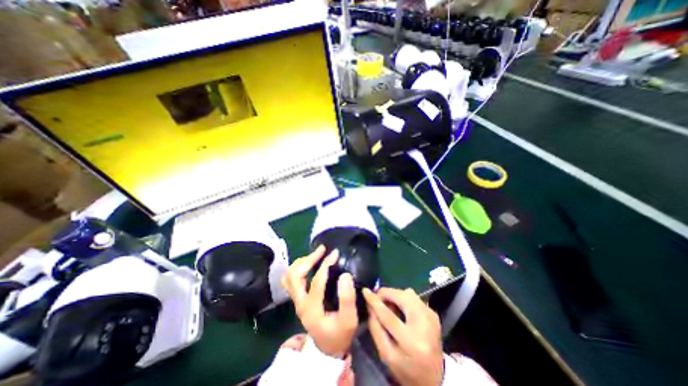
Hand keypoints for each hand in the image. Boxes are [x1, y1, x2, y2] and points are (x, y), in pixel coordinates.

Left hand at [281, 245, 360, 356]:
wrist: (327, 348)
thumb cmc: (339, 335)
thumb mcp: (349, 321)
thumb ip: (347, 299)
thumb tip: (345, 275)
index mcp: (311, 309)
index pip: (316, 281)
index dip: (326, 264)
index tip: (336, 253)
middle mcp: (300, 303)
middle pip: (295, 275)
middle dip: (308, 259)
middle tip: (322, 250)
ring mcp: (296, 301)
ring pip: (290, 276)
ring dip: (302, 262)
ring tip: (316, 254)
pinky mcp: (298, 299)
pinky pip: (290, 279)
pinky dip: (298, 268)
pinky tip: (308, 264)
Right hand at [363, 287, 442, 385]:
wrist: (435, 377)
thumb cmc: (407, 369)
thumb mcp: (386, 354)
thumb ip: (375, 328)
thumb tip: (370, 304)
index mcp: (411, 342)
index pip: (388, 315)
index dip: (375, 301)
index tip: (365, 291)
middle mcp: (425, 324)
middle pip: (401, 297)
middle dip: (387, 294)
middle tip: (379, 301)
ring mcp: (431, 316)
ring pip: (408, 293)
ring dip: (395, 295)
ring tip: (390, 307)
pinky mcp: (433, 312)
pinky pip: (414, 297)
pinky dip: (404, 299)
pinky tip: (402, 310)